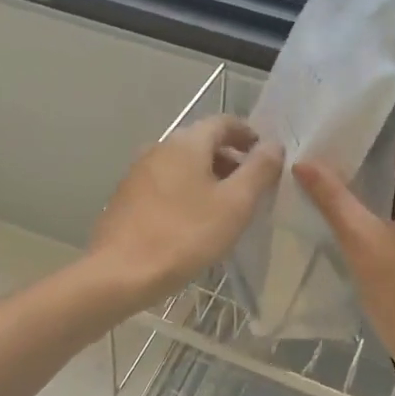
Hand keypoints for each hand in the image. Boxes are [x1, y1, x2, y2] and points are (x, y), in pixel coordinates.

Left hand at [88, 115, 283, 307]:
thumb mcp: (235, 204)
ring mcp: (139, 171)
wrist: (120, 273)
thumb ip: (259, 170)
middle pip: (202, 142)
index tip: (267, 157)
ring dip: (208, 176)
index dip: (249, 135)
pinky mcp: (127, 196)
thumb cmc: (185, 235)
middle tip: (252, 186)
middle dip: (230, 159)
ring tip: (226, 206)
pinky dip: (187, 191)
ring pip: (183, 164)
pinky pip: (166, 183)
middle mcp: (160, 147)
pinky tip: (194, 220)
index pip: (225, 122)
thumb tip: (274, 145)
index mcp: (187, 142)